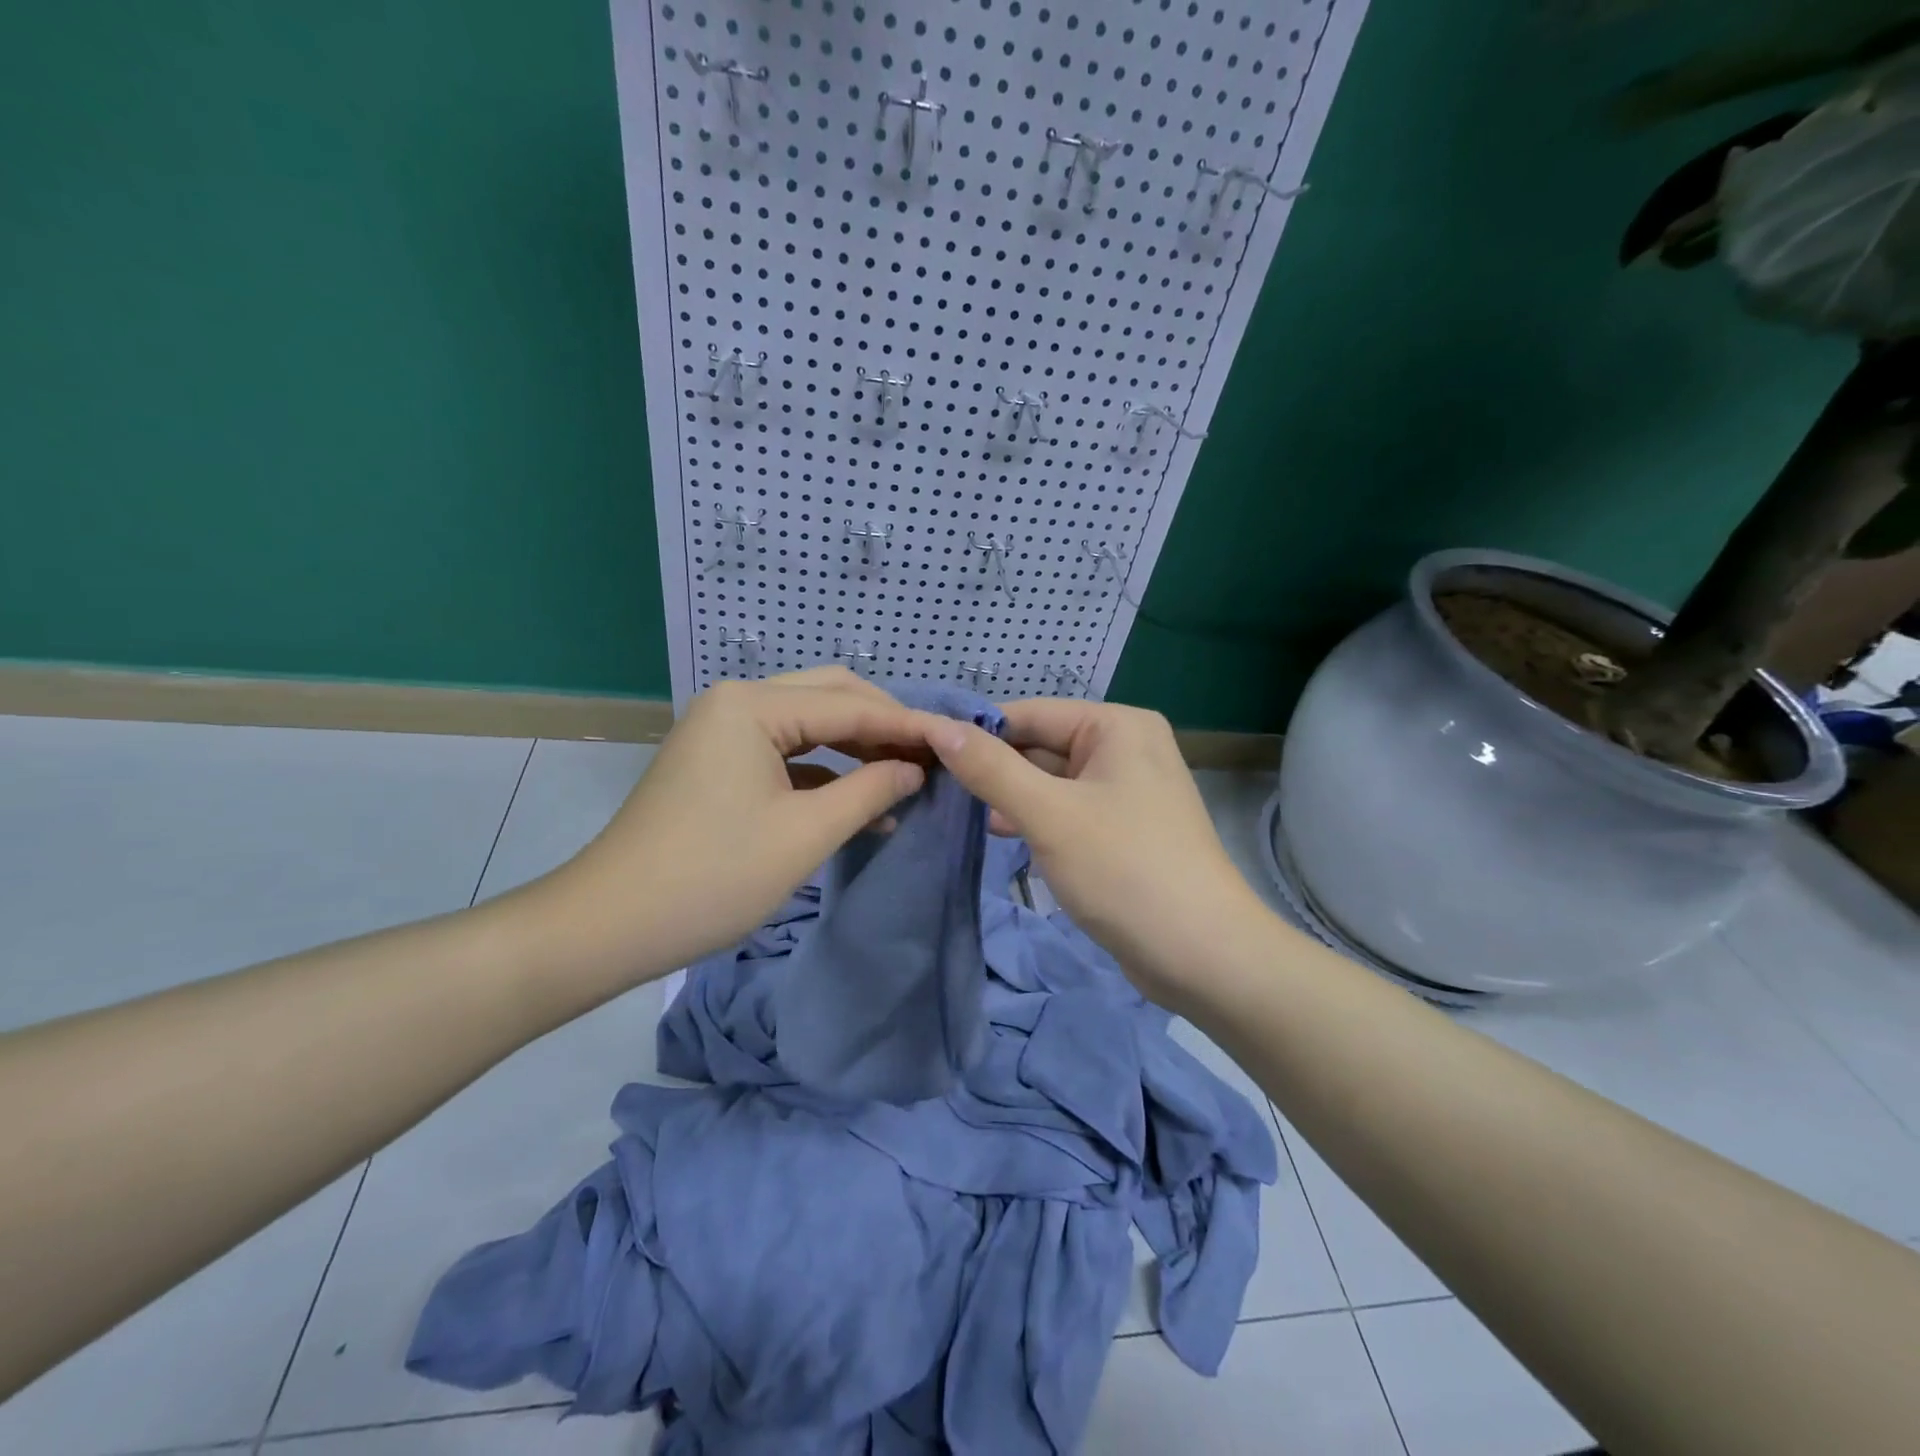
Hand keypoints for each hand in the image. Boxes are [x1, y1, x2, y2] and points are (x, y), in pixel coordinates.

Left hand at [546, 669, 928, 984]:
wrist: (609, 925)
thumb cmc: (712, 876)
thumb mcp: (805, 834)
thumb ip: (870, 790)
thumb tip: (916, 769)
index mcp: (753, 705)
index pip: (851, 705)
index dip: (909, 726)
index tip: (960, 742)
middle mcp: (737, 702)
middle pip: (830, 698)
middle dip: (884, 726)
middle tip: (933, 757)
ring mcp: (724, 731)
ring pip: (810, 725)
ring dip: (858, 749)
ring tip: (907, 778)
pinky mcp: (720, 763)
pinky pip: (787, 753)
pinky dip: (826, 772)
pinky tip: (861, 802)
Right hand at [917, 699, 1270, 1007]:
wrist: (1202, 955)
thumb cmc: (1124, 870)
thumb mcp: (1048, 814)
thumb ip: (991, 768)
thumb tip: (939, 727)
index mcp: (1117, 726)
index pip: (1030, 714)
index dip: (977, 732)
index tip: (923, 754)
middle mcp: (1126, 748)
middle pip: (1041, 746)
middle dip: (994, 768)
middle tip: (935, 789)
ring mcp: (1126, 791)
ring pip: (1051, 781)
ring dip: (1010, 797)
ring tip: (961, 814)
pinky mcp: (1123, 830)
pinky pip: (1067, 811)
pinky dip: (1035, 819)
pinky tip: (1002, 835)